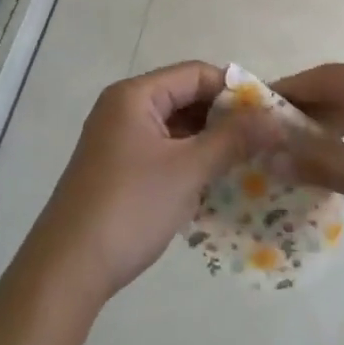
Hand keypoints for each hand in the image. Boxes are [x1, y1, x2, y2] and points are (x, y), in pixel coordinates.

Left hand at [25, 62, 273, 302]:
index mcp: (135, 95)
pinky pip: (163, 150)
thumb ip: (233, 139)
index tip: (269, 113)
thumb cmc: (130, 207)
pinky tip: (216, 181)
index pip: (196, 74)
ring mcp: (118, 139)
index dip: (235, 89)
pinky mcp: (117, 168)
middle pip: (185, 97)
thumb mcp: (188, 170)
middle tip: (264, 140)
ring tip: (248, 161)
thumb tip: (275, 118)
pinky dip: (189, 160)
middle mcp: (124, 108)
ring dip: (209, 141)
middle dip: (224, 117)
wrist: (67, 270)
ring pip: (175, 127)